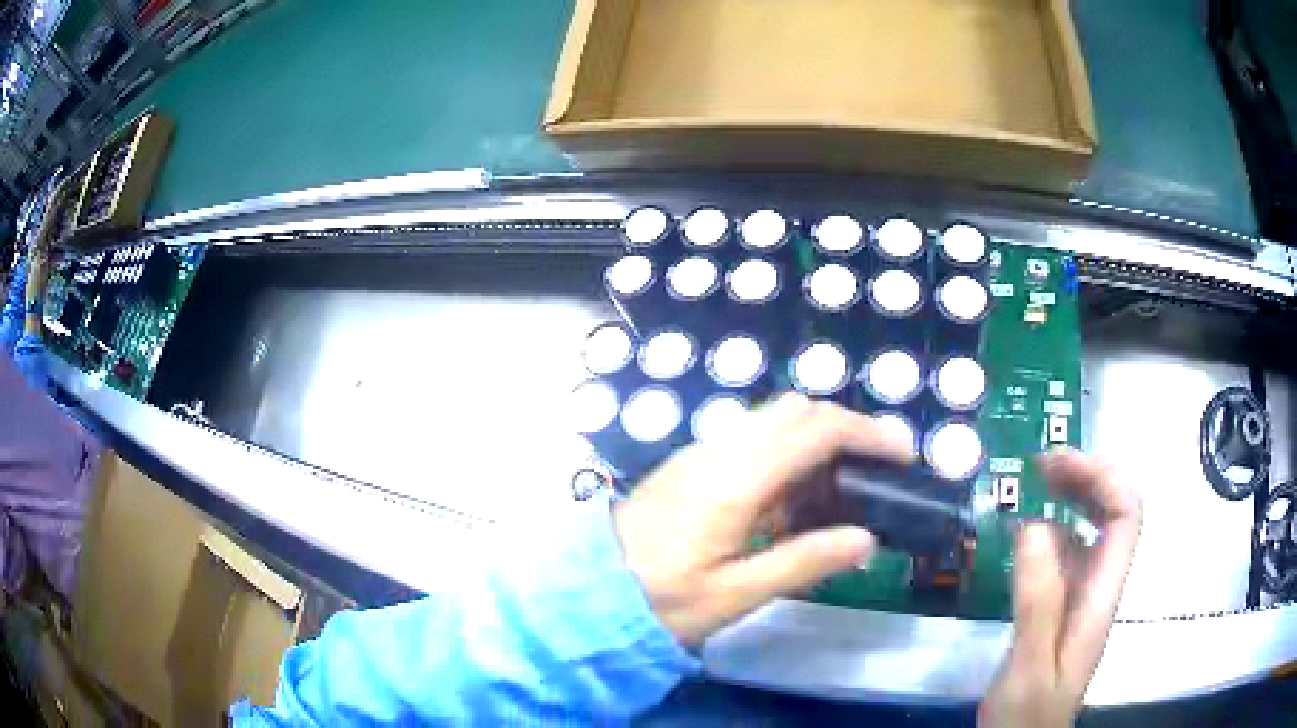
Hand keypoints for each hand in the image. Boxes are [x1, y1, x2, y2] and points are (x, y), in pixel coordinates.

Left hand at [613, 394, 913, 645]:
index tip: (902, 452)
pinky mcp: (691, 466)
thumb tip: (865, 538)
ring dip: (817, 441)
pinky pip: (752, 443)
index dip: (867, 432)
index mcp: (734, 480)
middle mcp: (719, 452)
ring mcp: (701, 454)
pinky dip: (788, 456)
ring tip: (844, 488)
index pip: (814, 429)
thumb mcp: (734, 595)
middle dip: (846, 428)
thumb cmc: (658, 600)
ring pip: (773, 422)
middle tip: (878, 468)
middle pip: (795, 411)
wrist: (587, 591)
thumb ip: (803, 562)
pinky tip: (795, 502)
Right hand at [980, 449, 1141, 726]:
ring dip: (1067, 497)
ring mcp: (1081, 596)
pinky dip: (1048, 529)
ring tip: (1029, 485)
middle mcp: (1099, 586)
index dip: (1101, 478)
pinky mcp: (1060, 606)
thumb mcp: (1031, 664)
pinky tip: (1021, 531)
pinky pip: (1064, 553)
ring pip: (1089, 529)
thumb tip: (1034, 524)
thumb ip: (1038, 601)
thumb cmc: (1028, 714)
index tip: (1056, 465)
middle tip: (1037, 466)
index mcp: (1102, 595)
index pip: (1125, 515)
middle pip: (1113, 512)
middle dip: (1084, 477)